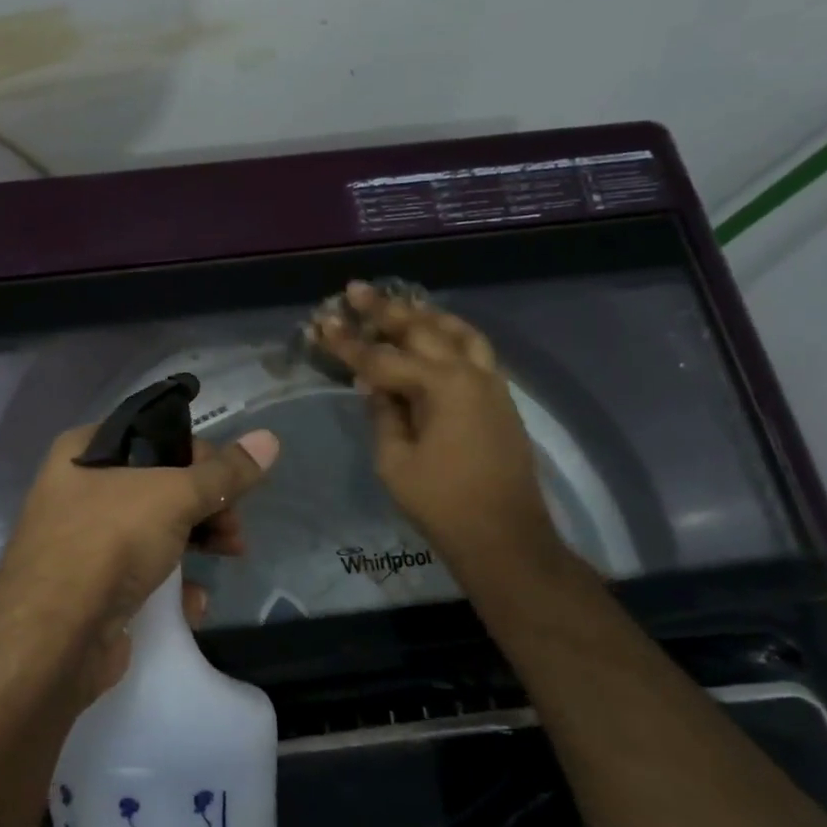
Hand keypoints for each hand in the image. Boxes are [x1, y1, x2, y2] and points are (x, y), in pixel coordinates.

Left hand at [0, 427, 279, 700]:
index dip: (198, 453)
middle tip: (235, 528)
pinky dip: (170, 585)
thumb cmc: (109, 541)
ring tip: (230, 556)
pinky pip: (140, 575)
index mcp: (82, 451)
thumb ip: (223, 473)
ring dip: (197, 542)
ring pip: (153, 530)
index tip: (232, 479)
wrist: (53, 638)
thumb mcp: (173, 496)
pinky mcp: (90, 589)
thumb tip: (269, 439)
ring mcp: (81, 542)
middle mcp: (77, 490)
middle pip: (158, 485)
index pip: (152, 434)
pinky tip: (193, 602)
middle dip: (205, 505)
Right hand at [313, 281, 565, 572]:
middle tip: (357, 290)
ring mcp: (491, 383)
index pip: (382, 358)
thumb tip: (375, 386)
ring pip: (458, 332)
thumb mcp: (395, 461)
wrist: (505, 536)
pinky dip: (451, 334)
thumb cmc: (441, 503)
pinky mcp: (501, 398)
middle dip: (385, 309)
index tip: (322, 322)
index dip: (348, 343)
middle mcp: (470, 373)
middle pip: (422, 330)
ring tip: (400, 304)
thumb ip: (383, 415)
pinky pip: (475, 350)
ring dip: (425, 315)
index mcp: (440, 387)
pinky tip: (436, 337)